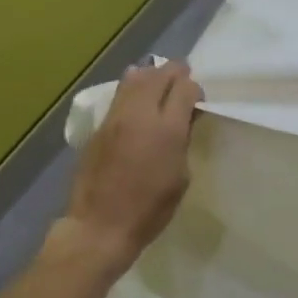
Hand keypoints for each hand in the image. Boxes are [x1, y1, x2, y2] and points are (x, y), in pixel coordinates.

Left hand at [60, 60, 202, 271]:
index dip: (195, 88)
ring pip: (133, 79)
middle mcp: (140, 115)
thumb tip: (182, 122)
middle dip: (174, 72)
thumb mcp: (180, 177)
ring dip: (151, 75)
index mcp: (166, 130)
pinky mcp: (99, 127)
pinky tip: (138, 99)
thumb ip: (182, 141)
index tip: (198, 100)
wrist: (102, 225)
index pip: (184, 88)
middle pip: (158, 75)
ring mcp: (115, 118)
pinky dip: (132, 89)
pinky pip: (119, 96)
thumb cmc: (150, 209)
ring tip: (159, 80)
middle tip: (183, 76)